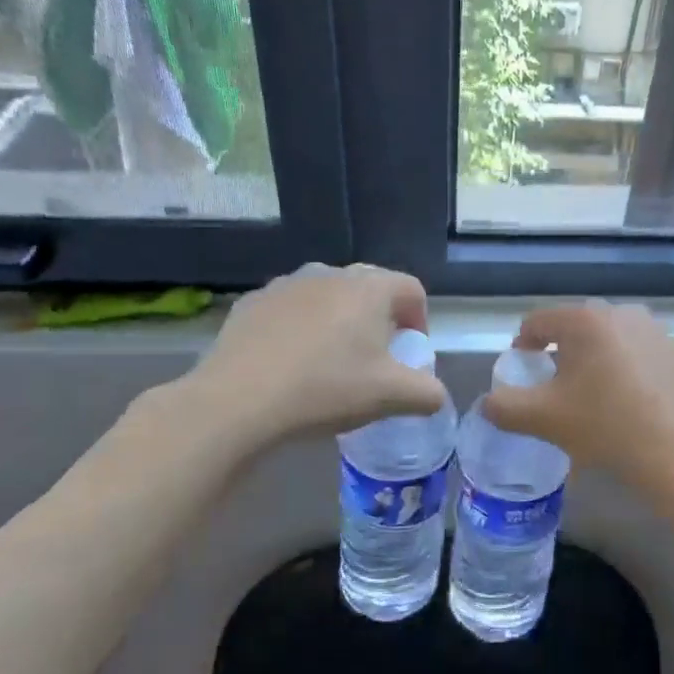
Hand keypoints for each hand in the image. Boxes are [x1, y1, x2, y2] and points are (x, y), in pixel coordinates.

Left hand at [146, 264, 446, 454]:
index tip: (410, 352)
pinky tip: (290, 364)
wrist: (238, 400)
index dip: (419, 320)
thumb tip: (436, 394)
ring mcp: (286, 284)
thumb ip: (427, 393)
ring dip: (338, 322)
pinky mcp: (252, 302)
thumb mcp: (391, 398)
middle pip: (369, 289)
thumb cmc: (326, 390)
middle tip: (375, 358)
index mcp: (369, 288)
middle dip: (379, 320)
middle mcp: (329, 273)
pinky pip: (290, 310)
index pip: (411, 289)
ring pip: (327, 297)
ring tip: (330, 361)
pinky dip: (299, 329)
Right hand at [485, 301, 673, 503]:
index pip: (537, 321)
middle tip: (554, 393)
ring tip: (591, 401)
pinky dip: (623, 372)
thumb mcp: (543, 420)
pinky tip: (627, 406)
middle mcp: (622, 313)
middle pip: (574, 329)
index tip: (522, 376)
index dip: (521, 347)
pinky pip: (636, 355)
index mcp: (586, 319)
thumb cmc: (607, 428)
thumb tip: (489, 403)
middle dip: (558, 356)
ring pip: (607, 342)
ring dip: (592, 363)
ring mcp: (656, 331)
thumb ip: (504, 406)